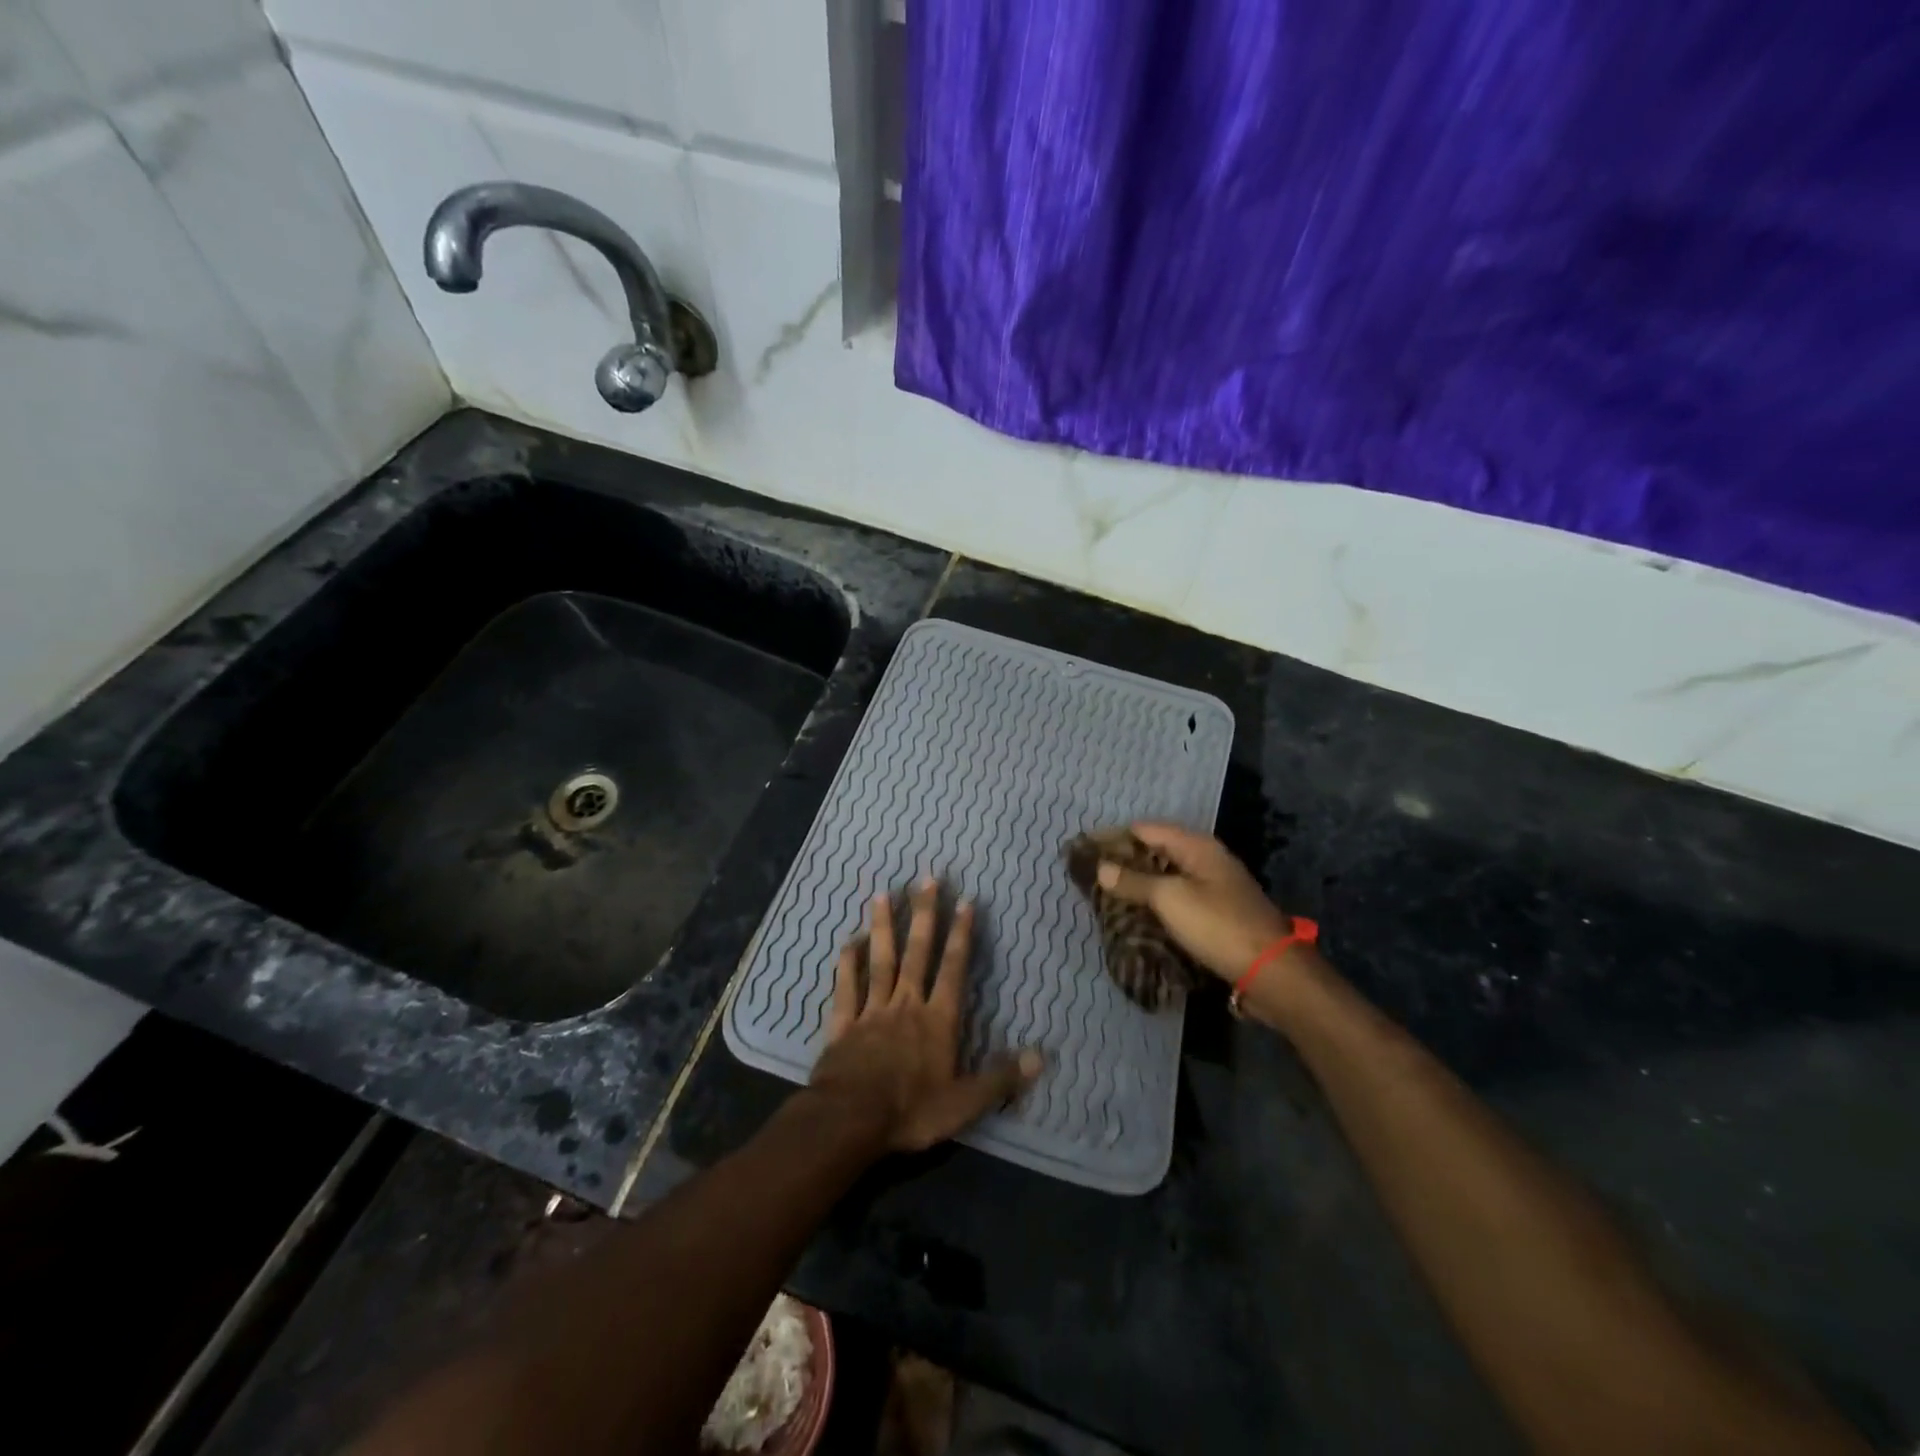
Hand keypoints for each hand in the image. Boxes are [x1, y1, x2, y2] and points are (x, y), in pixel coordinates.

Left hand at [810, 878, 1042, 1151]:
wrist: (850, 1120)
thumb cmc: (911, 1111)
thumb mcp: (965, 1103)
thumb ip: (1001, 1078)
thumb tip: (1041, 1057)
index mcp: (937, 1020)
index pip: (953, 969)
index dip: (960, 935)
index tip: (964, 901)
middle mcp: (906, 1004)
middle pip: (917, 952)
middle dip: (924, 915)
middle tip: (925, 879)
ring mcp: (872, 1011)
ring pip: (880, 960)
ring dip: (883, 927)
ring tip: (882, 894)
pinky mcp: (843, 1024)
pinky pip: (846, 987)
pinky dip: (847, 964)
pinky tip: (849, 941)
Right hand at [1095, 823, 1295, 982]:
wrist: (1272, 972)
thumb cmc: (1218, 925)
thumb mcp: (1170, 899)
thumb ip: (1134, 881)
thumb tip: (1101, 867)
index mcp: (1197, 846)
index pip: (1145, 829)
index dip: (1114, 837)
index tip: (1084, 851)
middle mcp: (1205, 860)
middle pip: (1156, 852)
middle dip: (1124, 861)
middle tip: (1090, 875)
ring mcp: (1213, 887)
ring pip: (1166, 877)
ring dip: (1138, 885)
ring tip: (1105, 896)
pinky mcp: (1216, 914)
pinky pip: (1177, 899)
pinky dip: (1155, 904)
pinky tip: (1136, 916)